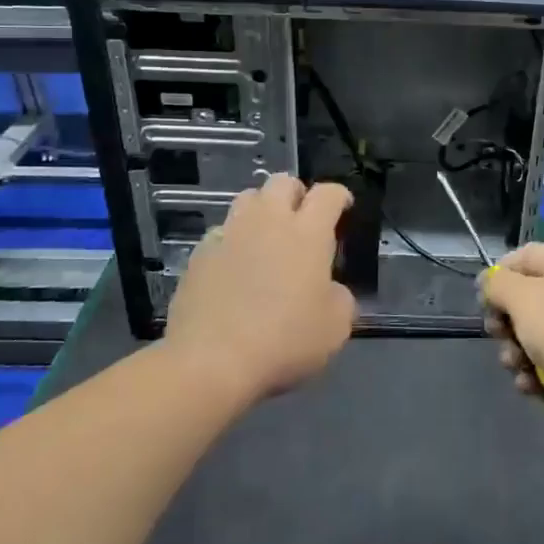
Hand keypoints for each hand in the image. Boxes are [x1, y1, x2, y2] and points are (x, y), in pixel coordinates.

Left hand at [166, 175, 355, 402]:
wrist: (211, 362)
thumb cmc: (284, 341)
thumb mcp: (335, 327)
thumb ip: (340, 299)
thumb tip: (330, 291)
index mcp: (308, 233)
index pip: (327, 194)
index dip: (339, 195)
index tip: (343, 206)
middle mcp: (268, 222)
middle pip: (283, 182)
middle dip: (297, 193)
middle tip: (302, 218)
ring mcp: (229, 234)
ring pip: (247, 199)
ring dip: (262, 210)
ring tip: (267, 236)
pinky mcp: (199, 254)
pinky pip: (221, 233)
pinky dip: (232, 241)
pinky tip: (235, 266)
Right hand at [481, 243, 543, 426]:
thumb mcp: (524, 298)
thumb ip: (498, 283)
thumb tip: (488, 280)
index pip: (524, 256)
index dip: (499, 273)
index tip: (483, 298)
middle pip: (525, 299)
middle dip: (504, 320)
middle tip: (498, 334)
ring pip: (533, 336)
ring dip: (515, 352)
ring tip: (516, 366)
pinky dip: (535, 375)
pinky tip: (532, 387)